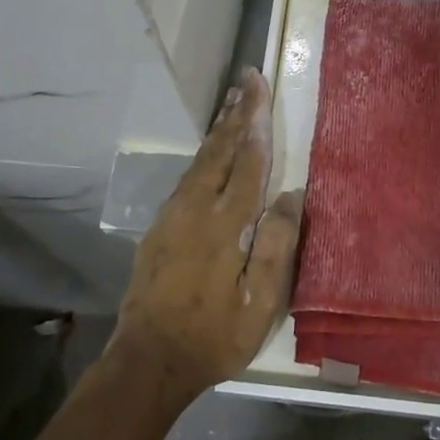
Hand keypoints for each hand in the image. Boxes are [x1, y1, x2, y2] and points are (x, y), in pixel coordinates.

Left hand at [109, 68, 302, 403]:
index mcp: (224, 224)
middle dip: (235, 113)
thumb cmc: (214, 336)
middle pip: (219, 150)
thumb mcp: (260, 303)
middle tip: (245, 79)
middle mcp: (195, 209)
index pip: (247, 162)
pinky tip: (209, 153)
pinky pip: (187, 179)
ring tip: (231, 103)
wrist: (148, 360)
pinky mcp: (159, 229)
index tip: (259, 89)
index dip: (256, 123)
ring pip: (199, 161)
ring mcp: (172, 217)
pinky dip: (203, 155)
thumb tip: (291, 195)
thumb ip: (277, 246)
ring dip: (218, 130)